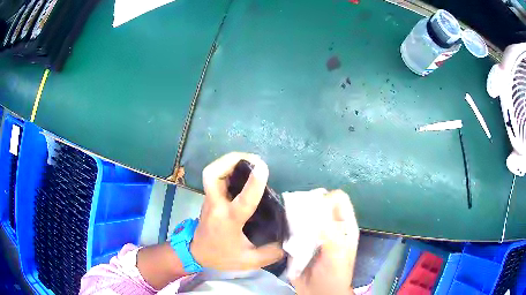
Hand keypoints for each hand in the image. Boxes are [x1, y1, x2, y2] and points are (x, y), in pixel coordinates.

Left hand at [190, 152, 284, 270]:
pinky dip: (227, 168)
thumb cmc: (222, 256)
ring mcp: (210, 199)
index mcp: (228, 221)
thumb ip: (271, 253)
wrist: (197, 253)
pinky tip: (242, 170)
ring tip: (250, 161)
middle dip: (232, 160)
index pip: (242, 201)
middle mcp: (217, 205)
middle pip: (213, 175)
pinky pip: (215, 176)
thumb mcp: (249, 261)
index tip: (264, 167)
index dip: (253, 184)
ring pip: (212, 173)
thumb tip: (290, 240)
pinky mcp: (210, 197)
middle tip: (254, 160)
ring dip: (229, 161)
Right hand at [292, 190, 358, 294]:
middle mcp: (329, 225)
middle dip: (308, 205)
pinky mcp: (299, 241)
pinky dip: (288, 226)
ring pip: (304, 214)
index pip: (339, 199)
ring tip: (289, 224)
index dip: (327, 199)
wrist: (318, 293)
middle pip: (319, 204)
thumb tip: (316, 211)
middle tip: (297, 216)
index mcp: (344, 226)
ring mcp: (313, 233)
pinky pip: (292, 227)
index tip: (313, 210)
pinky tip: (284, 231)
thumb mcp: (337, 255)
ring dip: (295, 215)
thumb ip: (331, 234)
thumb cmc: (334, 275)